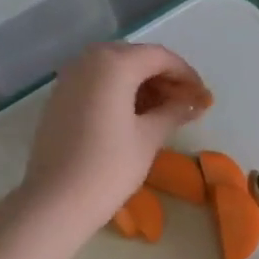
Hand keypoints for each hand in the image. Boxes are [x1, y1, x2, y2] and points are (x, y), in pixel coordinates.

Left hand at [21, 43, 206, 241]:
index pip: (160, 57)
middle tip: (185, 106)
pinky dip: (118, 93)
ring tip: (163, 114)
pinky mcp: (59, 98)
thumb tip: (193, 103)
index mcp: (114, 63)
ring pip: (114, 70)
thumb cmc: (109, 168)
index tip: (202, 97)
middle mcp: (88, 60)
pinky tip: (134, 118)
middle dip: (163, 79)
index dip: (186, 75)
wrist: (56, 201)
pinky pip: (96, 84)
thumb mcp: (148, 138)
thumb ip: (173, 112)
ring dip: (141, 85)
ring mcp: (69, 78)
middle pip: (136, 59)